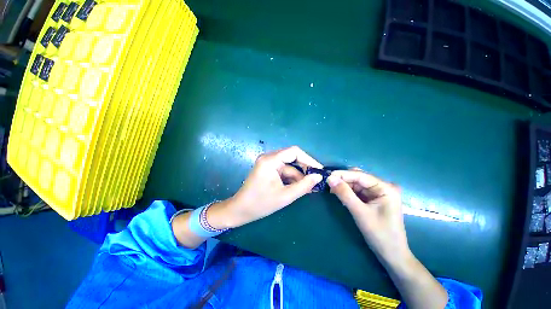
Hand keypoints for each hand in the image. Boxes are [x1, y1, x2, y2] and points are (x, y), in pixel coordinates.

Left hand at [212, 146, 322, 228]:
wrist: (240, 210)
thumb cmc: (260, 204)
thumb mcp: (285, 196)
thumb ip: (304, 185)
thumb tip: (319, 176)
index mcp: (270, 160)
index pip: (294, 152)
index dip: (309, 159)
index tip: (320, 170)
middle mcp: (269, 157)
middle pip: (292, 158)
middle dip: (305, 170)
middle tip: (316, 180)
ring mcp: (268, 163)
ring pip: (289, 166)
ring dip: (299, 176)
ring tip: (310, 188)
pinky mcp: (268, 169)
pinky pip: (284, 171)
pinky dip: (292, 179)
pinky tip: (299, 187)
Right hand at [326, 170, 410, 262]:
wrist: (391, 255)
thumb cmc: (380, 234)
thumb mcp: (360, 212)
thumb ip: (344, 193)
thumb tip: (330, 178)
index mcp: (385, 188)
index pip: (360, 176)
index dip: (343, 174)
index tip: (327, 175)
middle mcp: (383, 187)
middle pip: (359, 178)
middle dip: (343, 180)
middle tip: (327, 183)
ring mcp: (378, 193)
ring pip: (357, 184)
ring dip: (344, 186)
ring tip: (331, 189)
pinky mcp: (373, 200)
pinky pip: (358, 192)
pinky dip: (348, 192)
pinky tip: (339, 194)